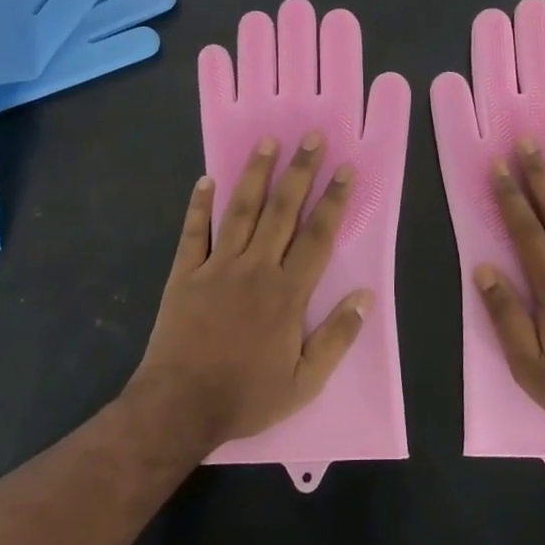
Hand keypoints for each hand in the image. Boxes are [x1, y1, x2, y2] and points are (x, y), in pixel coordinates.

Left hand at [129, 133, 369, 453]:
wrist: (179, 407)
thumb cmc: (246, 396)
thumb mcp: (305, 383)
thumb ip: (337, 337)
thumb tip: (365, 297)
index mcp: (287, 293)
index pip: (317, 236)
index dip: (334, 201)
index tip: (345, 169)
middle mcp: (255, 268)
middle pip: (282, 211)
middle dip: (299, 172)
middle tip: (310, 137)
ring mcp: (216, 267)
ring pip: (240, 212)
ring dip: (255, 175)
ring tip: (267, 142)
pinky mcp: (184, 274)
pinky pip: (193, 232)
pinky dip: (199, 205)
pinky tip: (205, 179)